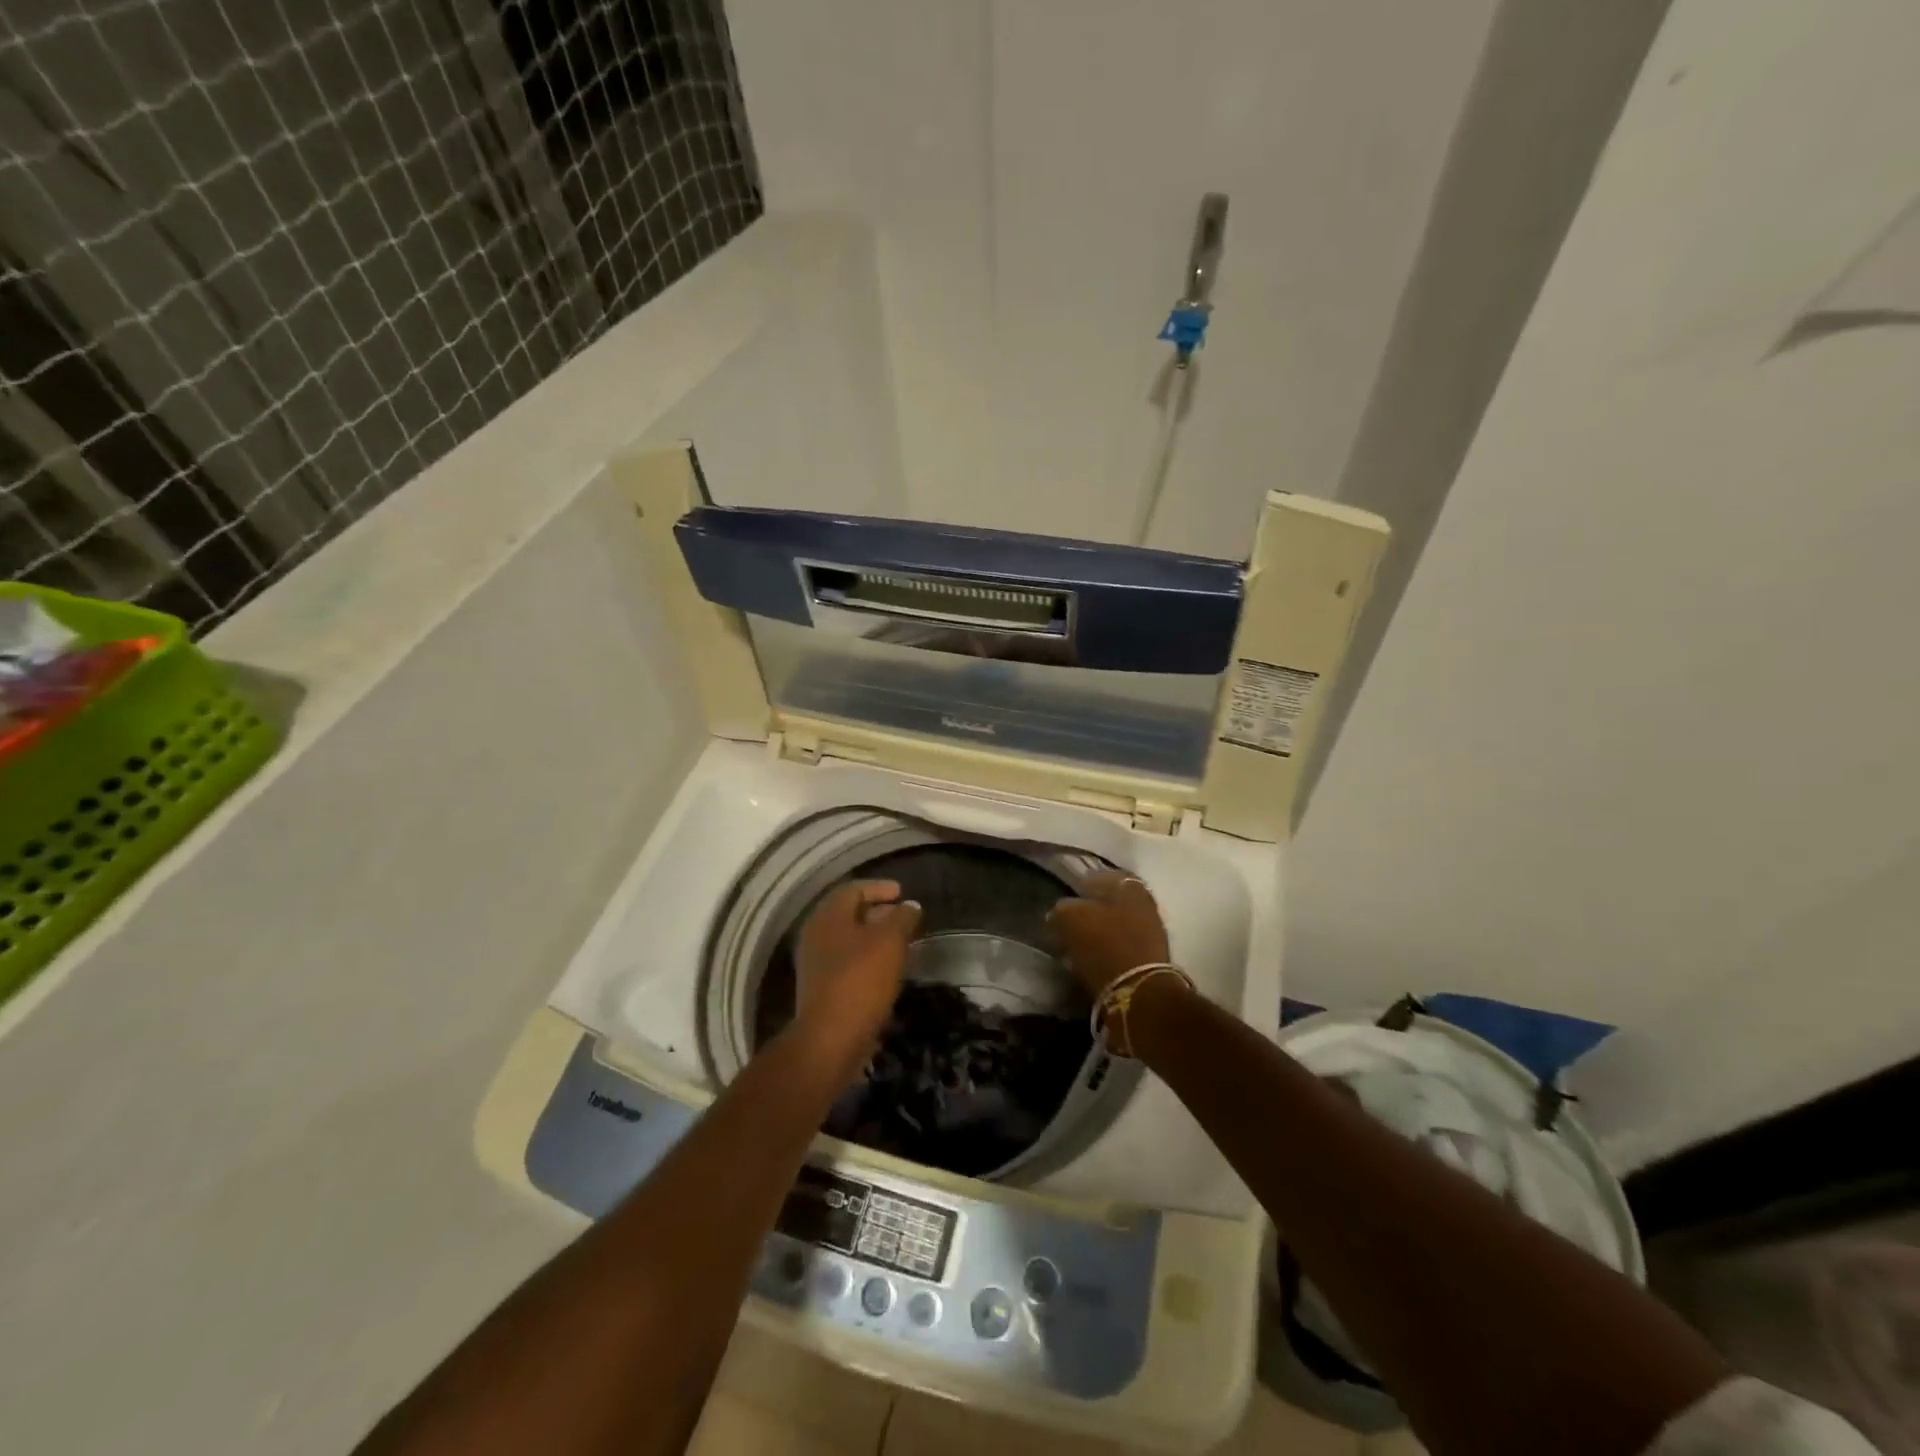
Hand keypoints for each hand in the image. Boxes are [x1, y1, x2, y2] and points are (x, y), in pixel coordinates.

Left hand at [792, 880, 921, 1078]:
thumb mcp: (889, 942)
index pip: (853, 889)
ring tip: (901, 943)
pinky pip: (847, 963)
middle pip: (848, 914)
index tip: (902, 893)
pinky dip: (867, 959)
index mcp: (828, 916)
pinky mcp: (821, 989)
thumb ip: (902, 918)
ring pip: (848, 940)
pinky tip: (887, 970)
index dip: (879, 888)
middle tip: (904, 918)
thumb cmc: (860, 981)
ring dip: (874, 938)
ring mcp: (815, 963)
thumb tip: (910, 906)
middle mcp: (816, 935)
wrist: (830, 1040)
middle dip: (878, 912)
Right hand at [1048, 870, 1170, 997]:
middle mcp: (1146, 904)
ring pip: (1118, 924)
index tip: (1066, 893)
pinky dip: (1106, 949)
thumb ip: (1062, 908)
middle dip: (1091, 908)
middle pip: (1112, 901)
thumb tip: (1060, 910)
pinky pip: (1122, 946)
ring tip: (1076, 941)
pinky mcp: (1150, 960)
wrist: (1139, 993)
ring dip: (1099, 931)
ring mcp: (1152, 932)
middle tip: (1069, 918)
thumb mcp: (1071, 919)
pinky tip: (1090, 957)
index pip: (1102, 875)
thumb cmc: (1104, 945)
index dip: (1082, 883)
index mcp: (1130, 886)